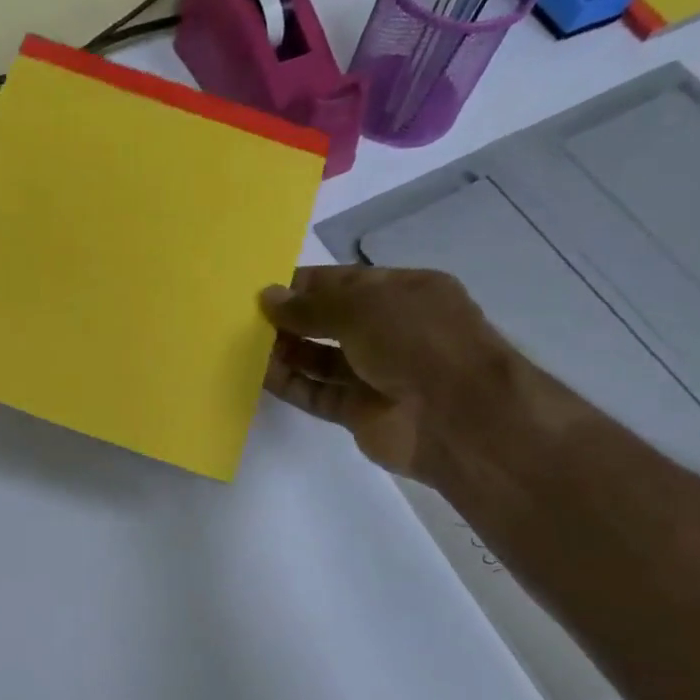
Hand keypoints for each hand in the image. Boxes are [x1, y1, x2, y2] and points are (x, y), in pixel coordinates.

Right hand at [259, 264, 517, 481]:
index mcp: (403, 294)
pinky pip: (317, 393)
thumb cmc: (416, 342)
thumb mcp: (362, 308)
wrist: (454, 416)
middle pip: (330, 321)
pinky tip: (260, 374)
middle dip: (292, 318)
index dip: (306, 285)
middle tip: (246, 318)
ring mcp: (374, 373)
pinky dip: (291, 384)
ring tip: (245, 345)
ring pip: (320, 359)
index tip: (264, 289)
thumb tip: (268, 298)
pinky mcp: (358, 411)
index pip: (346, 283)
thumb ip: (311, 306)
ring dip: (286, 351)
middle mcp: (390, 331)